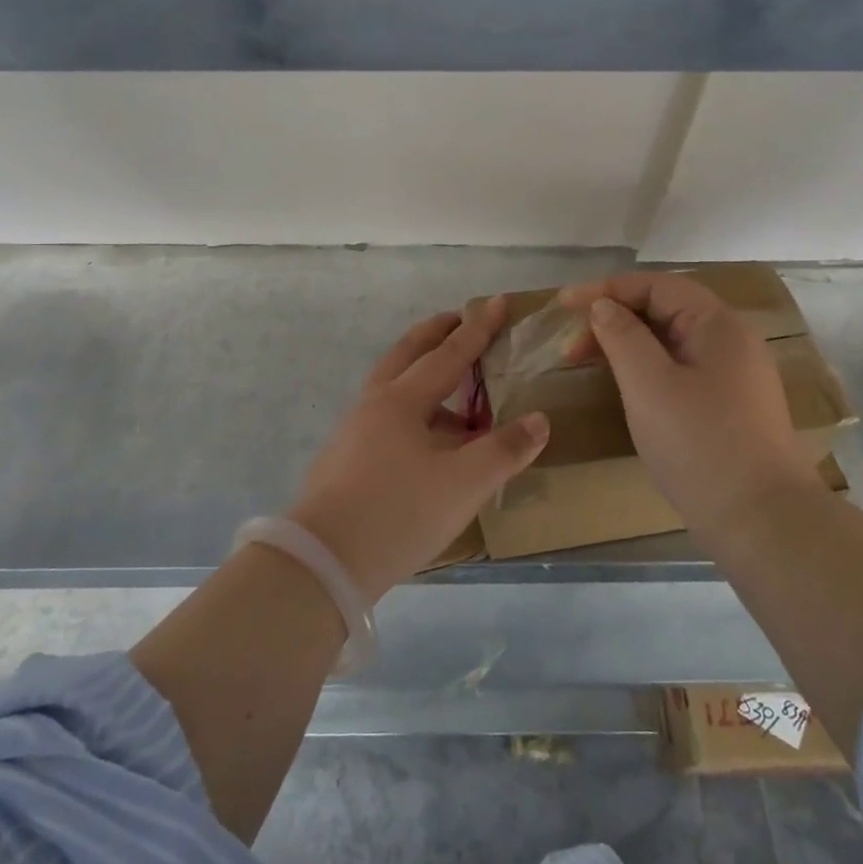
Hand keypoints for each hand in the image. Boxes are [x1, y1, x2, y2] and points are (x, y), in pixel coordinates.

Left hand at [287, 297, 549, 602]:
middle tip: (459, 319)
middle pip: (408, 353)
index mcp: (403, 400)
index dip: (478, 328)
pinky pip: (386, 415)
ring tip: (455, 390)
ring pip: (394, 386)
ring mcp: (354, 430)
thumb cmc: (398, 513)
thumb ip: (504, 450)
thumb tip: (539, 420)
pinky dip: (412, 408)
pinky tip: (427, 440)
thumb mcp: (463, 484)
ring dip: (423, 373)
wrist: (323, 562)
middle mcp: (375, 404)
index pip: (449, 354)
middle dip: (437, 333)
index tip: (498, 301)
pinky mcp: (345, 458)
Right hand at [559, 273, 826, 542]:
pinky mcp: (728, 407)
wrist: (764, 524)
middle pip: (664, 310)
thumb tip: (603, 305)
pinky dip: (644, 369)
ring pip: (669, 343)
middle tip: (570, 347)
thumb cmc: (701, 445)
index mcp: (718, 325)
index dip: (606, 289)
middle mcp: (730, 342)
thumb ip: (622, 336)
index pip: (656, 285)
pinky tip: (625, 389)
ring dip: (625, 345)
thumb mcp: (650, 385)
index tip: (563, 305)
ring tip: (588, 365)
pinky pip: (678, 370)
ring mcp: (733, 377)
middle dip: (613, 318)